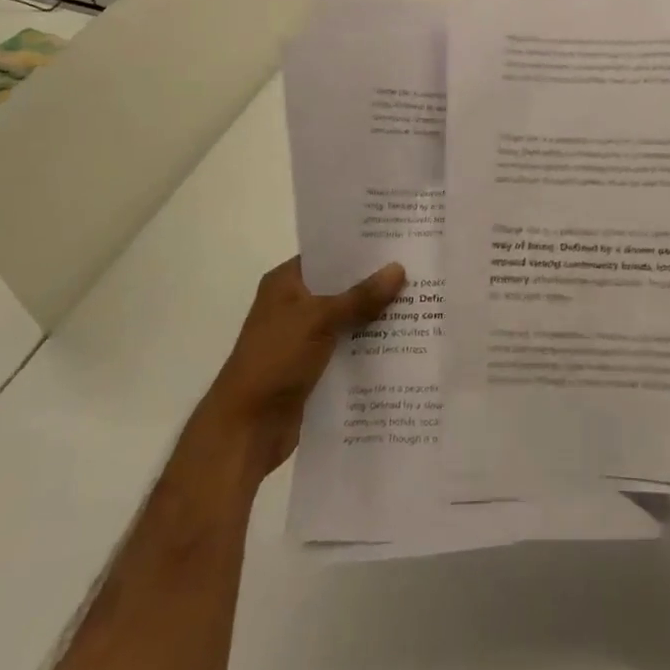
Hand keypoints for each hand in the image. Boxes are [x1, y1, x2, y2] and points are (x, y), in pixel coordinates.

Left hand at [199, 256, 405, 478]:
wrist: (246, 429)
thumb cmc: (274, 360)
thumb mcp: (318, 320)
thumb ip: (360, 297)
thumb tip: (399, 268)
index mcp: (286, 283)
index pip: (329, 254)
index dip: (361, 247)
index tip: (399, 240)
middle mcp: (295, 305)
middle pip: (343, 286)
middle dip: (377, 282)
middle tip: (420, 269)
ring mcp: (306, 337)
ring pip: (350, 318)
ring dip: (378, 316)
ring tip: (423, 302)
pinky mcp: (316, 366)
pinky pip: (350, 347)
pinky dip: (371, 345)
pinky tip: (406, 340)